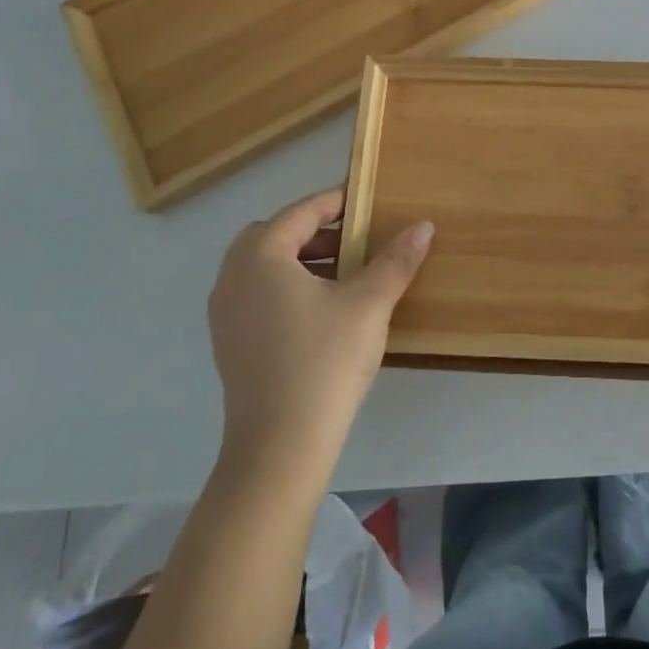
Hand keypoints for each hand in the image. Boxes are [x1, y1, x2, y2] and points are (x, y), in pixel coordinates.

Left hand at [208, 189, 432, 475]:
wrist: (280, 447)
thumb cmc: (325, 360)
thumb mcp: (369, 303)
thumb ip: (396, 260)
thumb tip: (424, 225)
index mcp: (260, 257)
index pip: (300, 213)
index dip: (335, 203)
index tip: (366, 201)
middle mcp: (232, 278)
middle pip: (274, 236)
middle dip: (315, 232)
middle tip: (354, 242)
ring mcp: (225, 315)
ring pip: (264, 268)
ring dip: (302, 261)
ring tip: (345, 276)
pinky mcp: (230, 345)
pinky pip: (258, 296)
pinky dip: (287, 289)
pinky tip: (323, 312)